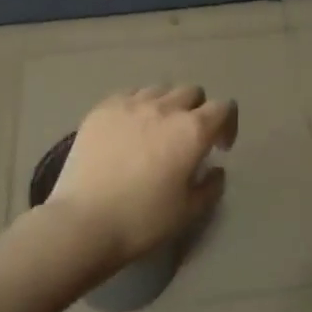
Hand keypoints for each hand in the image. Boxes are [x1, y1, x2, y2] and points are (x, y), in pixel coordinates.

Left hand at [45, 85, 238, 266]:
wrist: (84, 222)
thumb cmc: (142, 220)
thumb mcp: (189, 212)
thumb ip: (211, 186)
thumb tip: (215, 170)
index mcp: (192, 131)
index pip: (223, 107)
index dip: (227, 124)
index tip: (218, 148)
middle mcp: (164, 108)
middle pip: (192, 92)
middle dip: (197, 110)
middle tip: (188, 138)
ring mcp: (130, 104)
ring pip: (159, 89)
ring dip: (167, 105)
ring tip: (156, 130)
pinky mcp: (102, 109)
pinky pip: (129, 95)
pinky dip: (137, 106)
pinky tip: (128, 129)